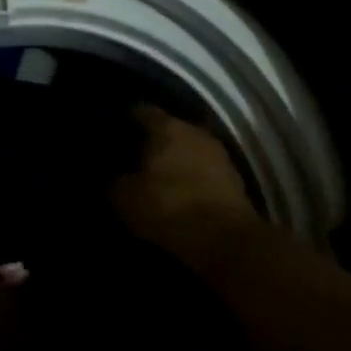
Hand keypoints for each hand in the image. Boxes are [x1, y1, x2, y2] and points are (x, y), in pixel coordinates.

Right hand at [111, 105, 261, 262]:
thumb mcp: (125, 198)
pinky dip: (192, 176)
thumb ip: (116, 181)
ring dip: (176, 159)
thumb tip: (117, 176)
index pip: (142, 111)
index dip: (128, 118)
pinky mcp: (234, 178)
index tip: (117, 128)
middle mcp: (195, 131)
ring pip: (189, 149)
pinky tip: (180, 190)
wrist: (224, 239)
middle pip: (170, 128)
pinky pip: (204, 170)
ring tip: (158, 174)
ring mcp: (219, 154)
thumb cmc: (168, 208)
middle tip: (135, 154)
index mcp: (167, 128)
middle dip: (154, 140)